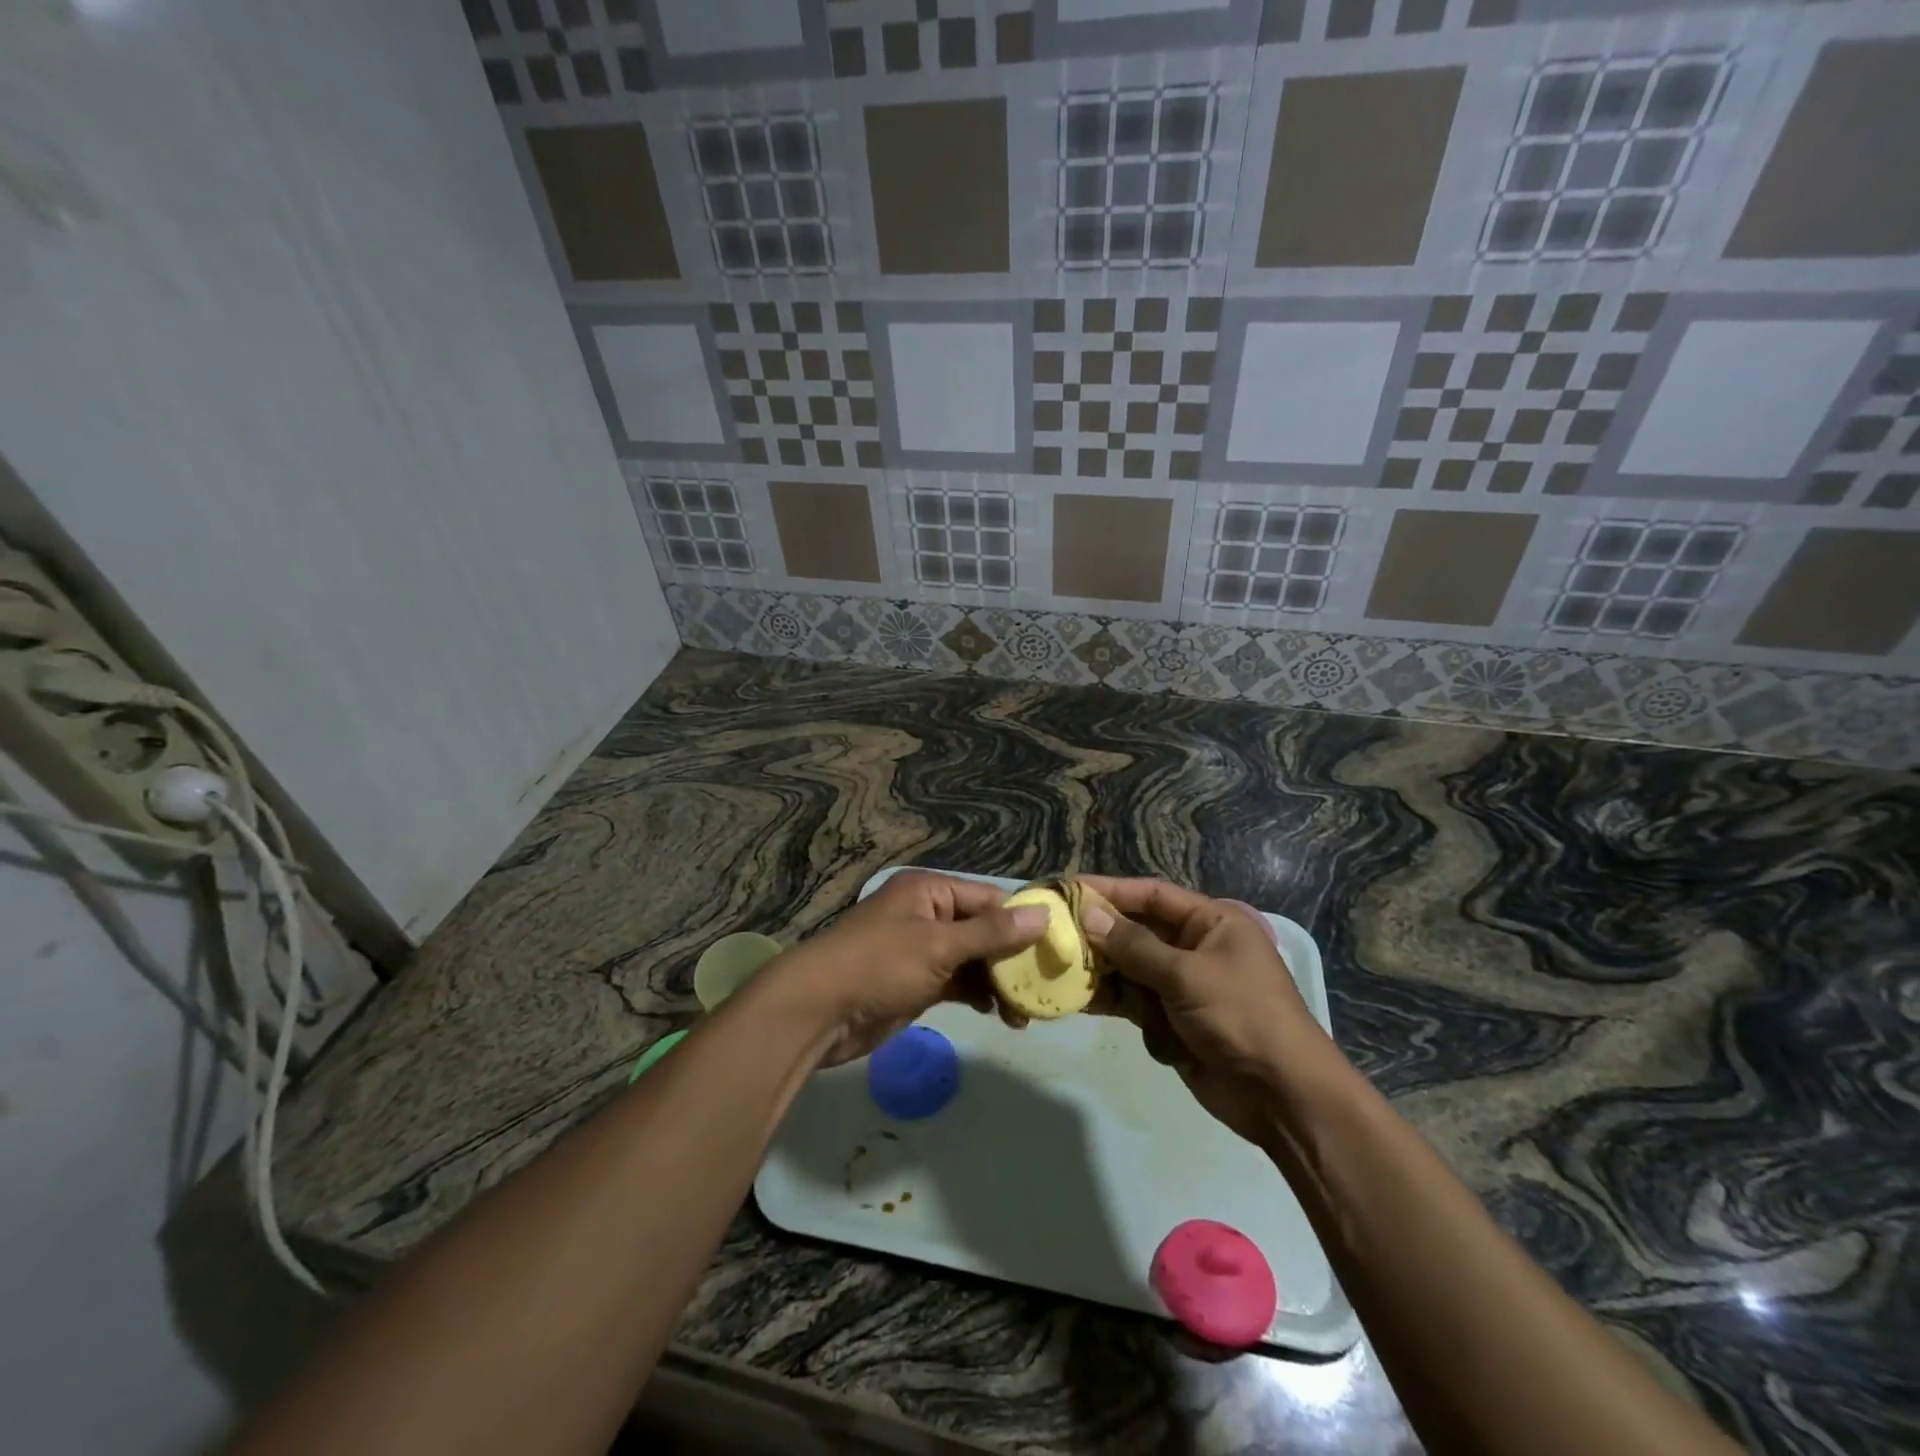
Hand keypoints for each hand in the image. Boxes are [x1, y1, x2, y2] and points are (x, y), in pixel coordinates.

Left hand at [765, 871, 1049, 1066]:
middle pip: (983, 930)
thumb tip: (1043, 913)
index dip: (1023, 920)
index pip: (989, 898)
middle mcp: (927, 915)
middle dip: (1013, 957)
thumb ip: (992, 933)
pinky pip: (958, 983)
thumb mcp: (939, 945)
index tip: (1057, 946)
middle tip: (1047, 985)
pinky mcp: (916, 984)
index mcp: (930, 891)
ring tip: (1028, 1011)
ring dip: (999, 981)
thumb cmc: (879, 965)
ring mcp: (921, 951)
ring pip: (973, 960)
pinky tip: (1002, 1015)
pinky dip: (979, 995)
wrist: (817, 1011)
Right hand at [1077, 877, 1344, 1144]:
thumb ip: (1134, 945)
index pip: (1151, 894)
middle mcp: (1195, 947)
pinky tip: (1080, 1000)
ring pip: (1129, 968)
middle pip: (1135, 931)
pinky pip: (1134, 1002)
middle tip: (1053, 932)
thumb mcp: (1186, 975)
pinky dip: (1113, 1002)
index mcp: (1211, 922)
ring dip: (1100, 970)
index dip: (1109, 890)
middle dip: (1098, 934)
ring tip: (1058, 967)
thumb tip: (1088, 913)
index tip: (1068, 889)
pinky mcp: (1173, 1020)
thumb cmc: (1242, 1017)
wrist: (1283, 1098)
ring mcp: (1183, 985)